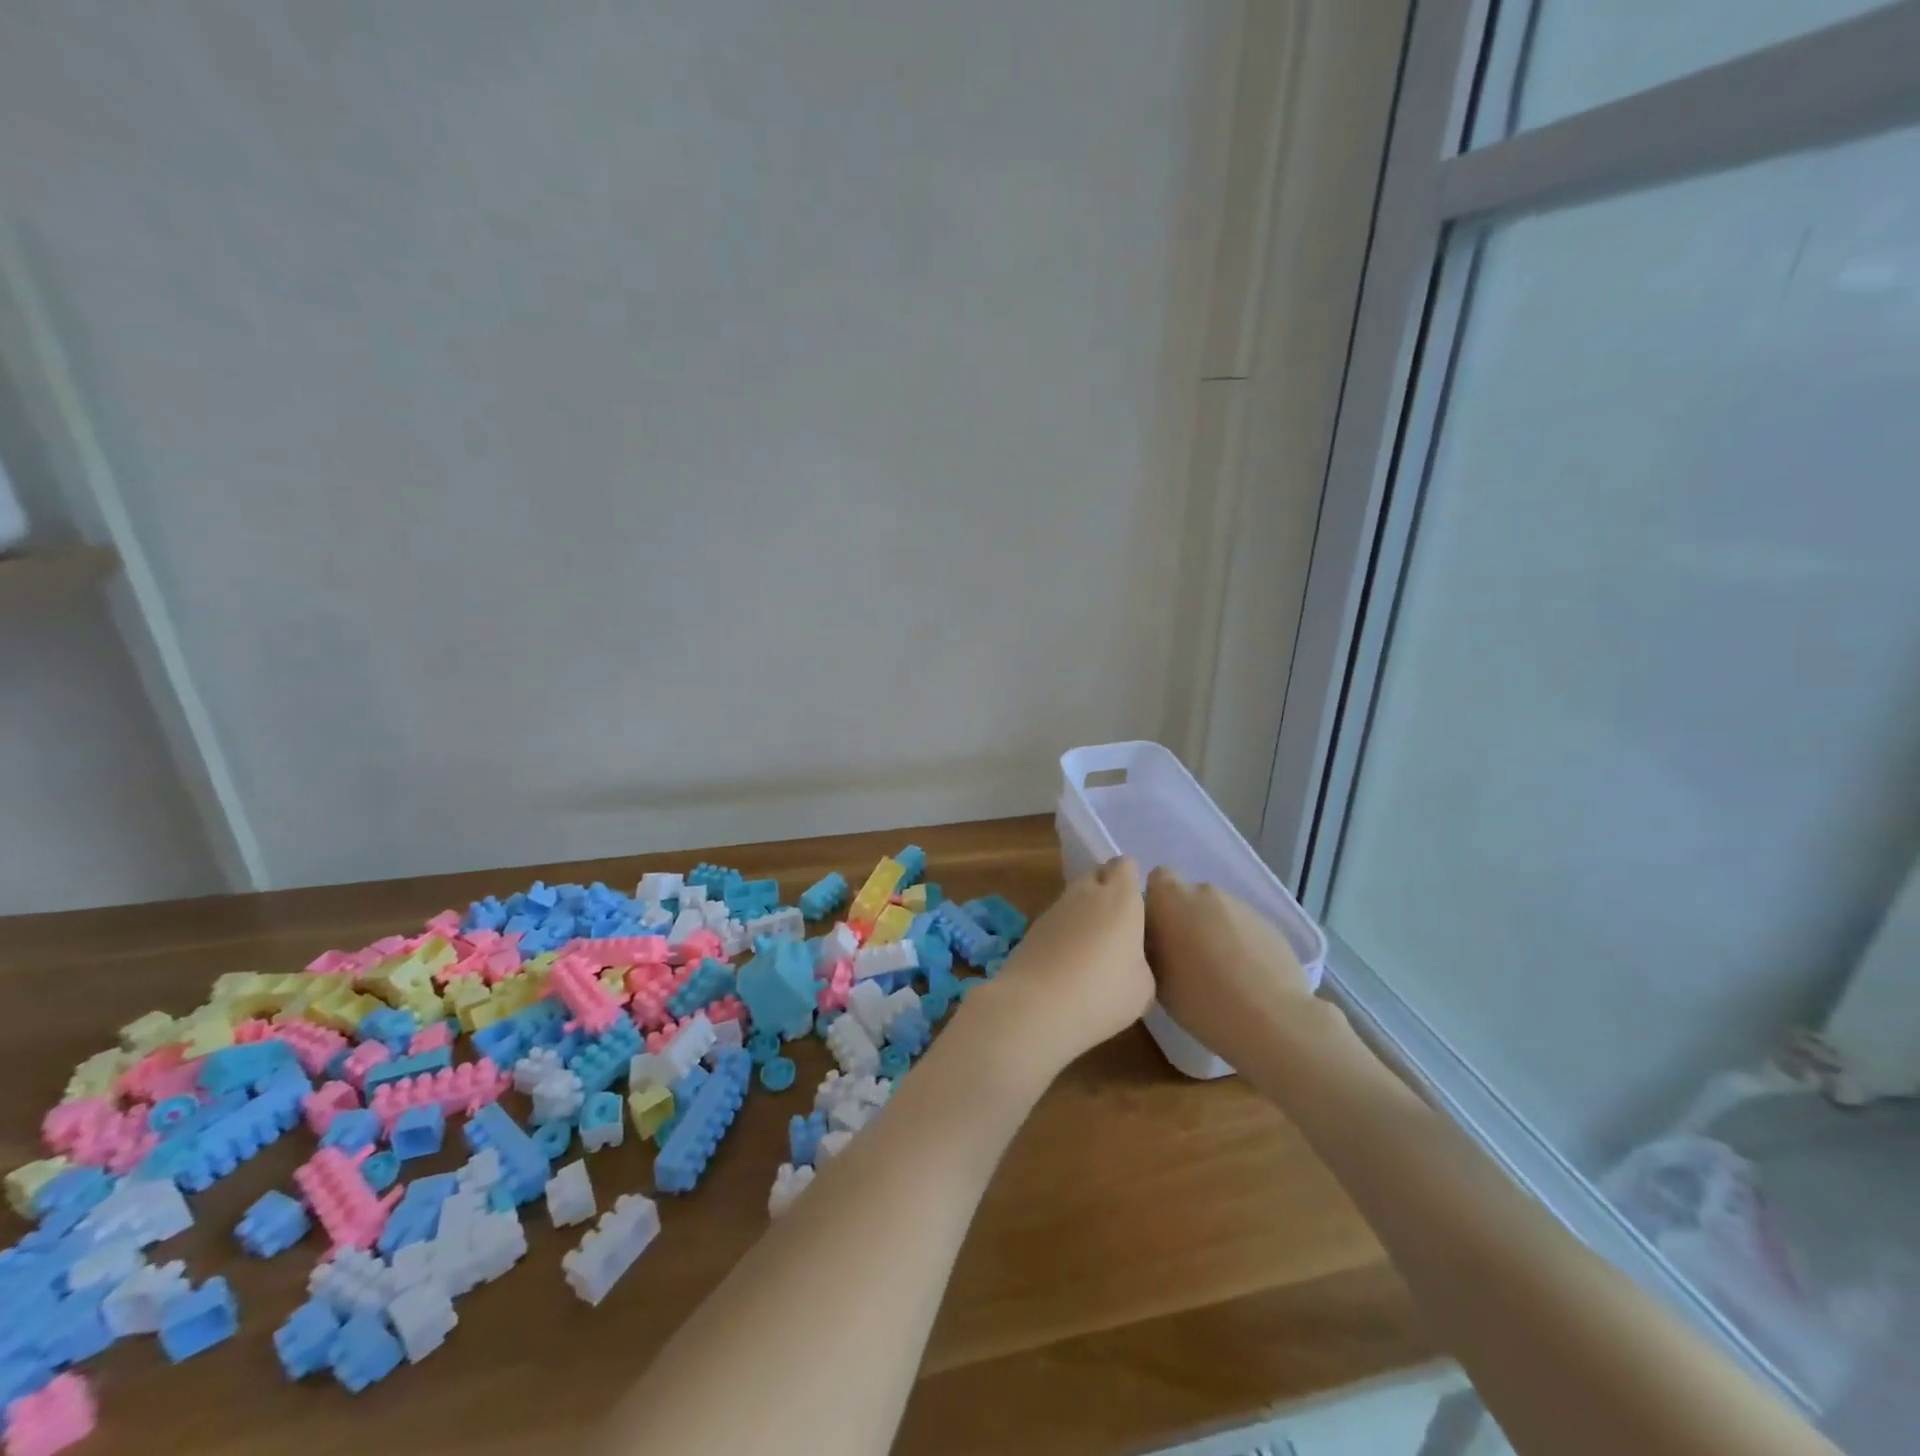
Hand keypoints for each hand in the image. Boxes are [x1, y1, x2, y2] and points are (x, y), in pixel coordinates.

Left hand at [960, 858, 1154, 1078]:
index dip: (1131, 880)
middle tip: (1118, 924)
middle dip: (1107, 890)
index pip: (1126, 866)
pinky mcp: (1033, 926)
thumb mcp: (1143, 987)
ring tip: (1094, 947)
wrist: (1036, 1005)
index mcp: (1121, 898)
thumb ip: (1141, 961)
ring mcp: (1056, 907)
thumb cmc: (1102, 993)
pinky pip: (1057, 917)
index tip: (1138, 905)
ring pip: (1075, 895)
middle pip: (1097, 874)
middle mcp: (1087, 893)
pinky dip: (1065, 930)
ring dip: (1084, 911)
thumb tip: (1130, 958)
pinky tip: (1069, 960)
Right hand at [1144, 867, 1340, 1067]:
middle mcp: (1205, 892)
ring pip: (1217, 912)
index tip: (1158, 931)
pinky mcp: (1269, 924)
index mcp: (1170, 899)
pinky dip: (1239, 944)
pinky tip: (1245, 977)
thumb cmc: (1201, 999)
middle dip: (1186, 919)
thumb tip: (1156, 942)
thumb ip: (1151, 948)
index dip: (1157, 902)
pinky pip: (1242, 928)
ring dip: (1213, 931)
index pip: (1157, 879)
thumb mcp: (1156, 978)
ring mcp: (1241, 906)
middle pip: (1189, 897)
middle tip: (1185, 957)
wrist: (1271, 1019)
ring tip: (1219, 972)